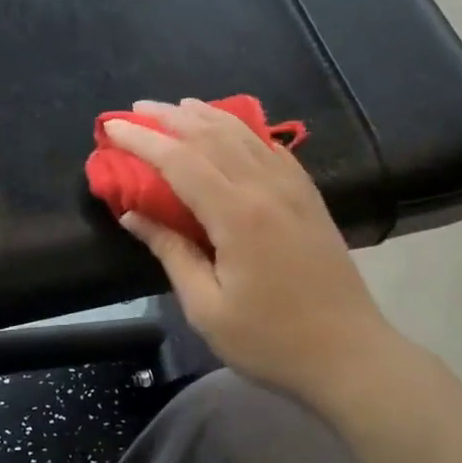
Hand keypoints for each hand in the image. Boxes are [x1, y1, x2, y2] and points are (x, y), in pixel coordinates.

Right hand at [105, 99, 397, 403]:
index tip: (112, 127)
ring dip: (206, 115)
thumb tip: (133, 214)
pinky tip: (232, 129)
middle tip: (136, 110)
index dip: (142, 140)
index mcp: (237, 215)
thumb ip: (171, 252)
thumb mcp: (207, 308)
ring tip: (177, 107)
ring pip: (243, 135)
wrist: (350, 355)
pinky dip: (244, 131)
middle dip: (169, 118)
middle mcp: (266, 187)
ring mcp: (293, 188)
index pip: (180, 161)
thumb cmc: (271, 341)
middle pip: (211, 135)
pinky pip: (272, 148)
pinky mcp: (309, 197)